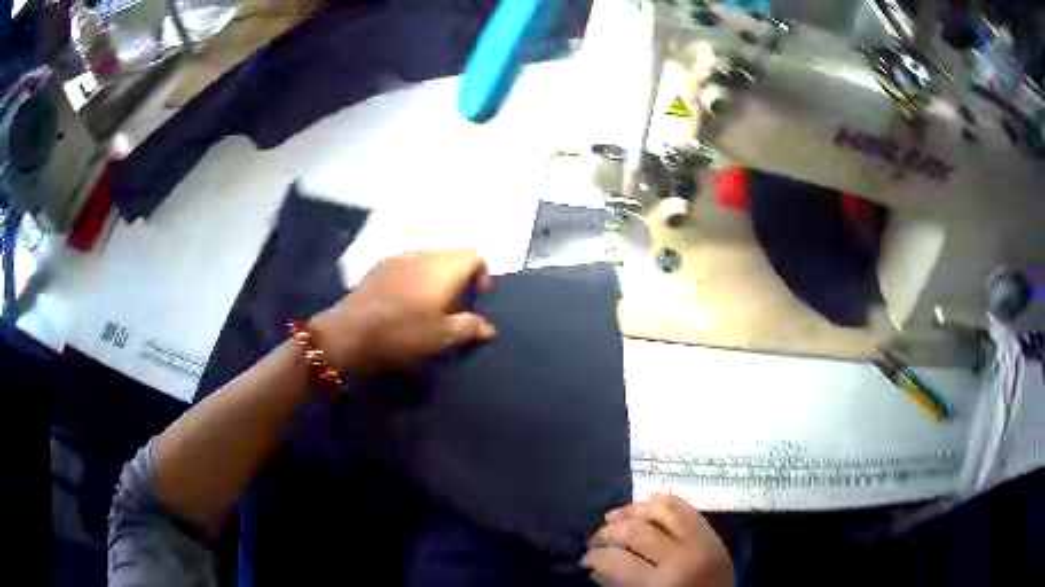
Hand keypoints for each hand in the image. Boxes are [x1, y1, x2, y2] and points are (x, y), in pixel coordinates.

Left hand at [310, 249, 496, 373]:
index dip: (483, 275)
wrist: (350, 331)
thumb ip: (469, 328)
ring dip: (435, 278)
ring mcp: (398, 258)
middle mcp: (423, 254)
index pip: (475, 255)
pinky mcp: (378, 267)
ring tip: (430, 306)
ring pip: (428, 260)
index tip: (479, 299)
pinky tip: (404, 304)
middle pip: (451, 256)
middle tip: (456, 307)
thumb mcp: (442, 337)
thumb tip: (489, 328)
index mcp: (444, 267)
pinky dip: (415, 280)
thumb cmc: (403, 332)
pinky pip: (407, 266)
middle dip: (459, 277)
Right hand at [582, 495, 733, 586]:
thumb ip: (618, 585)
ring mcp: (702, 542)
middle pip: (636, 531)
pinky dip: (662, 504)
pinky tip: (645, 507)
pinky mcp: (713, 535)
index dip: (595, 557)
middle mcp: (682, 557)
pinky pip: (686, 509)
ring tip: (613, 517)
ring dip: (632, 511)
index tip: (585, 560)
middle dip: (607, 533)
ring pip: (662, 510)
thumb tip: (596, 567)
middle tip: (594, 540)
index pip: (616, 560)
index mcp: (661, 583)